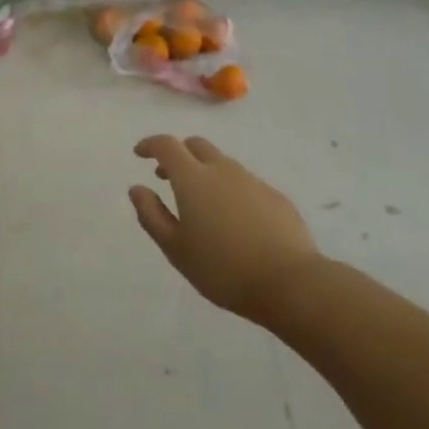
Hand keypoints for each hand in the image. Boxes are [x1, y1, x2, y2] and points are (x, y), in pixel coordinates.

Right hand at [130, 135, 322, 321]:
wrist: (290, 283)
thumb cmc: (222, 268)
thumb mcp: (175, 248)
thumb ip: (151, 214)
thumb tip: (137, 188)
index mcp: (194, 179)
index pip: (167, 145)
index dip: (150, 145)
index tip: (139, 154)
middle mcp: (223, 170)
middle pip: (196, 145)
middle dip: (178, 154)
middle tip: (167, 177)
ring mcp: (253, 181)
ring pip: (222, 163)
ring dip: (205, 172)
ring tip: (201, 204)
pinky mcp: (276, 197)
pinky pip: (245, 183)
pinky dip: (230, 190)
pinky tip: (234, 221)